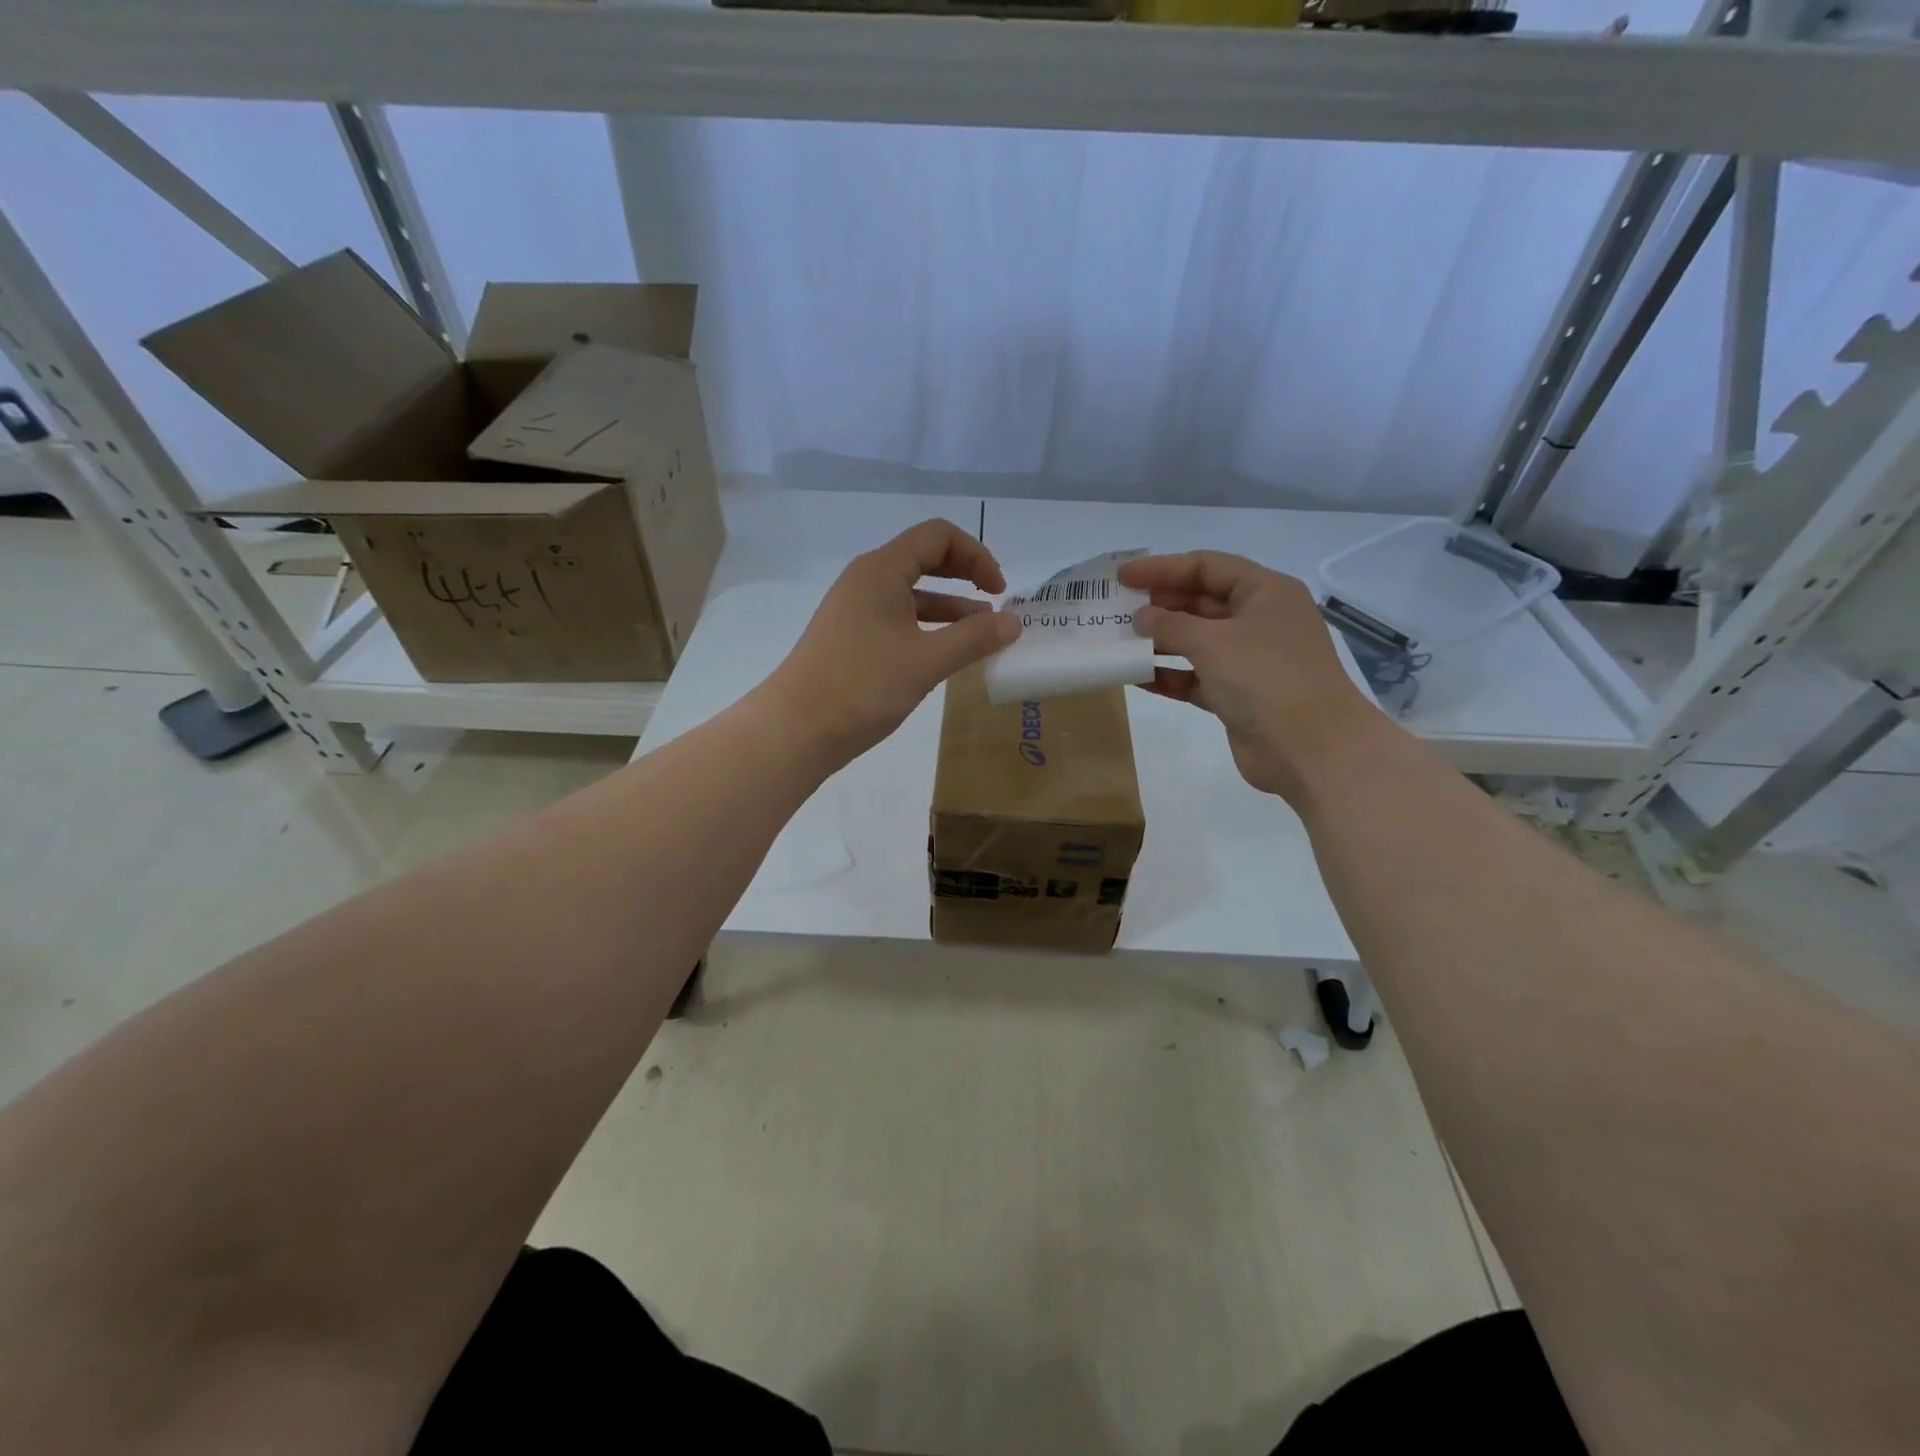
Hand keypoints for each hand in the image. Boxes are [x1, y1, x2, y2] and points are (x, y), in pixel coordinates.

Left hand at [766, 519, 1021, 767]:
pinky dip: (927, 628)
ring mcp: (855, 610)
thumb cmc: (863, 686)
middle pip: (924, 559)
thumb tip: (1014, 622)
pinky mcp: (850, 638)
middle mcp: (866, 580)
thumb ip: (974, 638)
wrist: (795, 729)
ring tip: (982, 634)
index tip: (999, 591)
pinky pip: (897, 620)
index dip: (976, 555)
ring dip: (949, 607)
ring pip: (911, 594)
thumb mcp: (927, 661)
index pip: (937, 536)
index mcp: (882, 570)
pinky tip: (945, 654)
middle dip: (964, 576)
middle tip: (995, 602)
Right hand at [1120, 550, 1378, 802]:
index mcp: (1265, 591)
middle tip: (1116, 610)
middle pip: (1200, 602)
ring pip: (1196, 641)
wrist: (1310, 748)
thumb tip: (1141, 618)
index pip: (1206, 567)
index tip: (1121, 577)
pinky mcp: (1237, 695)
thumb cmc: (1266, 677)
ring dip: (1159, 641)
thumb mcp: (1213, 641)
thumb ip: (1170, 625)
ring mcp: (1249, 659)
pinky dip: (1168, 675)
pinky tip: (1135, 676)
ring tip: (1118, 642)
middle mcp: (1258, 619)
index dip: (1162, 568)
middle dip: (1159, 605)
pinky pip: (1195, 677)